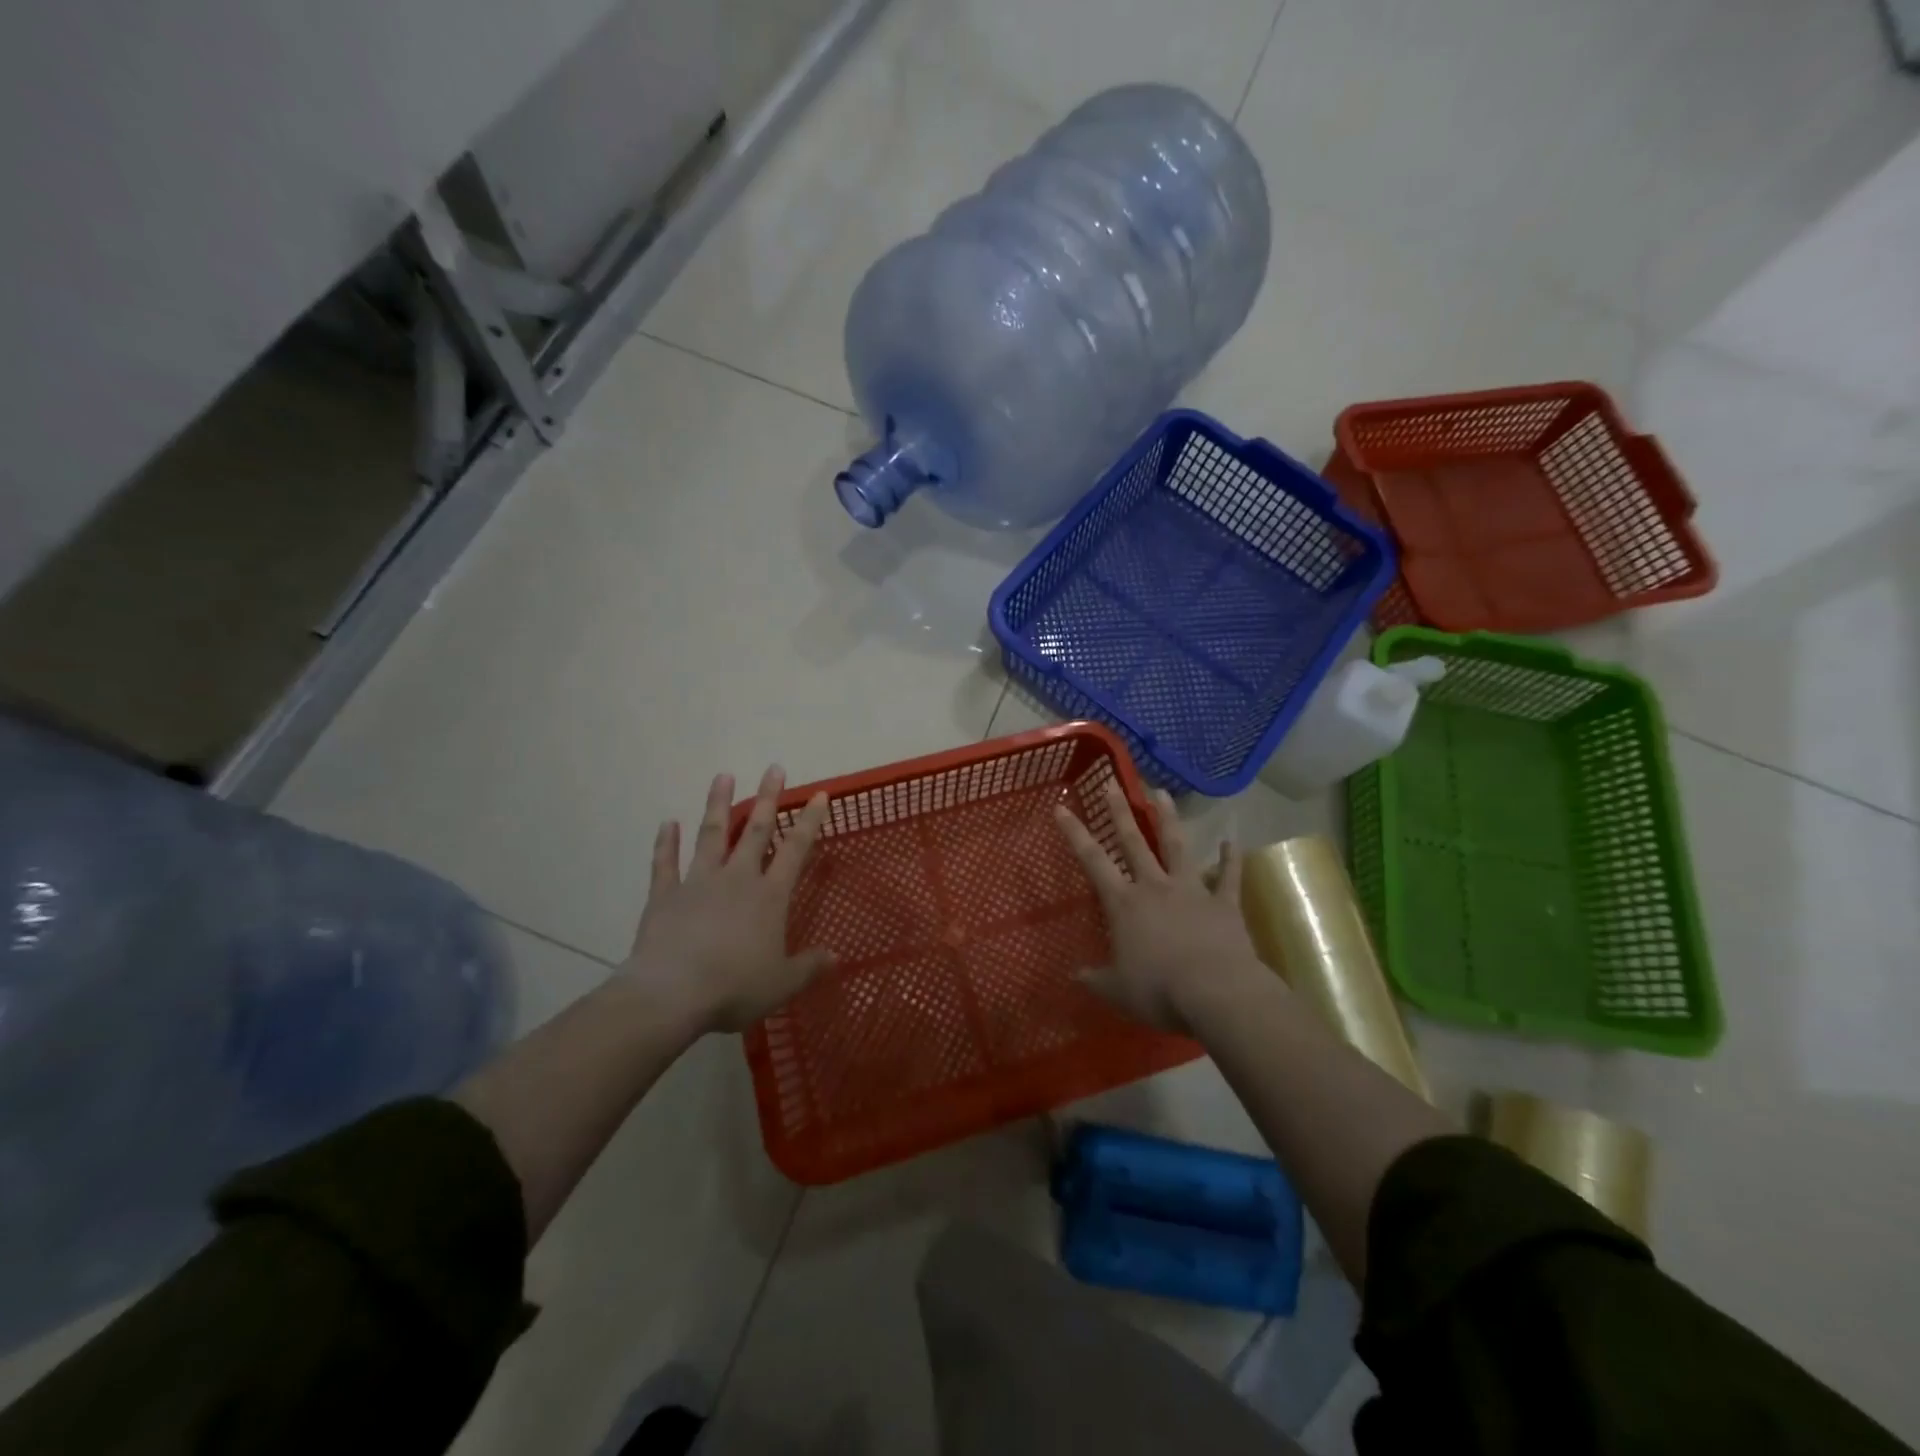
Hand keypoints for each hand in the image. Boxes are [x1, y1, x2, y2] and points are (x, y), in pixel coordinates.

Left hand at [623, 765, 831, 1034]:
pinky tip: (667, 824)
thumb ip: (808, 967)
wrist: (671, 994)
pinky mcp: (665, 895)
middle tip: (774, 768)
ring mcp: (698, 882)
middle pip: (754, 830)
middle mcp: (736, 878)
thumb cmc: (734, 987)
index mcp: (769, 896)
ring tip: (723, 776)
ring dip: (717, 804)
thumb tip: (835, 957)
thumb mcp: (781, 984)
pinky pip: (665, 863)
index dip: (809, 821)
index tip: (819, 795)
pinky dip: (666, 843)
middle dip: (767, 798)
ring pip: (711, 834)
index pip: (796, 849)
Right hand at [1053, 782, 1263, 1033]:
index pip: (1093, 861)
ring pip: (1177, 846)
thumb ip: (1095, 979)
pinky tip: (1233, 841)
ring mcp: (1192, 890)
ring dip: (1169, 819)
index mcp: (1124, 904)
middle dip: (1120, 811)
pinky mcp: (1224, 903)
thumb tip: (1074, 976)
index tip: (1061, 808)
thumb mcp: (1117, 991)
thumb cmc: (1159, 990)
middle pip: (1134, 842)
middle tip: (1113, 783)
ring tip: (1162, 793)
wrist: (1217, 993)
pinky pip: (1229, 877)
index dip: (1075, 834)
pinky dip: (1231, 859)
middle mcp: (1155, 887)